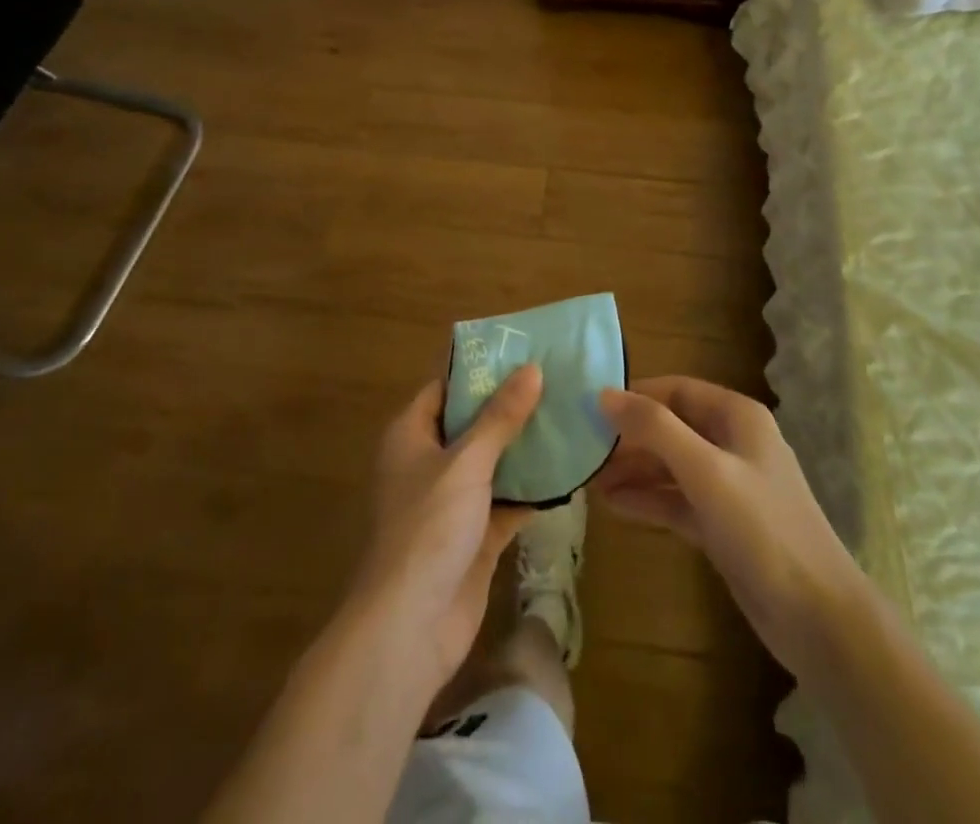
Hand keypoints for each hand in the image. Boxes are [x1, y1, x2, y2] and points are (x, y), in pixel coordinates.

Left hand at [352, 365, 542, 688]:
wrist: (410, 628)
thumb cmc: (428, 528)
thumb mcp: (467, 463)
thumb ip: (500, 417)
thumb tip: (532, 368)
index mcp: (411, 435)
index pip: (446, 388)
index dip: (481, 370)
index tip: (522, 352)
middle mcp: (428, 463)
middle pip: (473, 424)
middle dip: (511, 407)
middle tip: (557, 381)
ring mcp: (451, 503)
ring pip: (493, 464)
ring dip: (525, 448)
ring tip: (570, 417)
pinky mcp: (474, 538)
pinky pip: (506, 502)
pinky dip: (531, 491)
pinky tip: (567, 472)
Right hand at [595, 376, 860, 678]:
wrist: (819, 619)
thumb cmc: (762, 529)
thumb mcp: (706, 470)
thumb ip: (655, 428)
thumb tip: (605, 394)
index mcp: (737, 416)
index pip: (676, 389)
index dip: (635, 395)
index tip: (590, 407)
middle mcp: (733, 442)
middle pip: (672, 427)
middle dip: (630, 437)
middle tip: (583, 449)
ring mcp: (729, 486)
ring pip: (672, 465)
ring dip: (634, 470)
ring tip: (589, 480)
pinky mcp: (723, 525)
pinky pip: (677, 501)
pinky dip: (648, 500)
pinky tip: (613, 505)